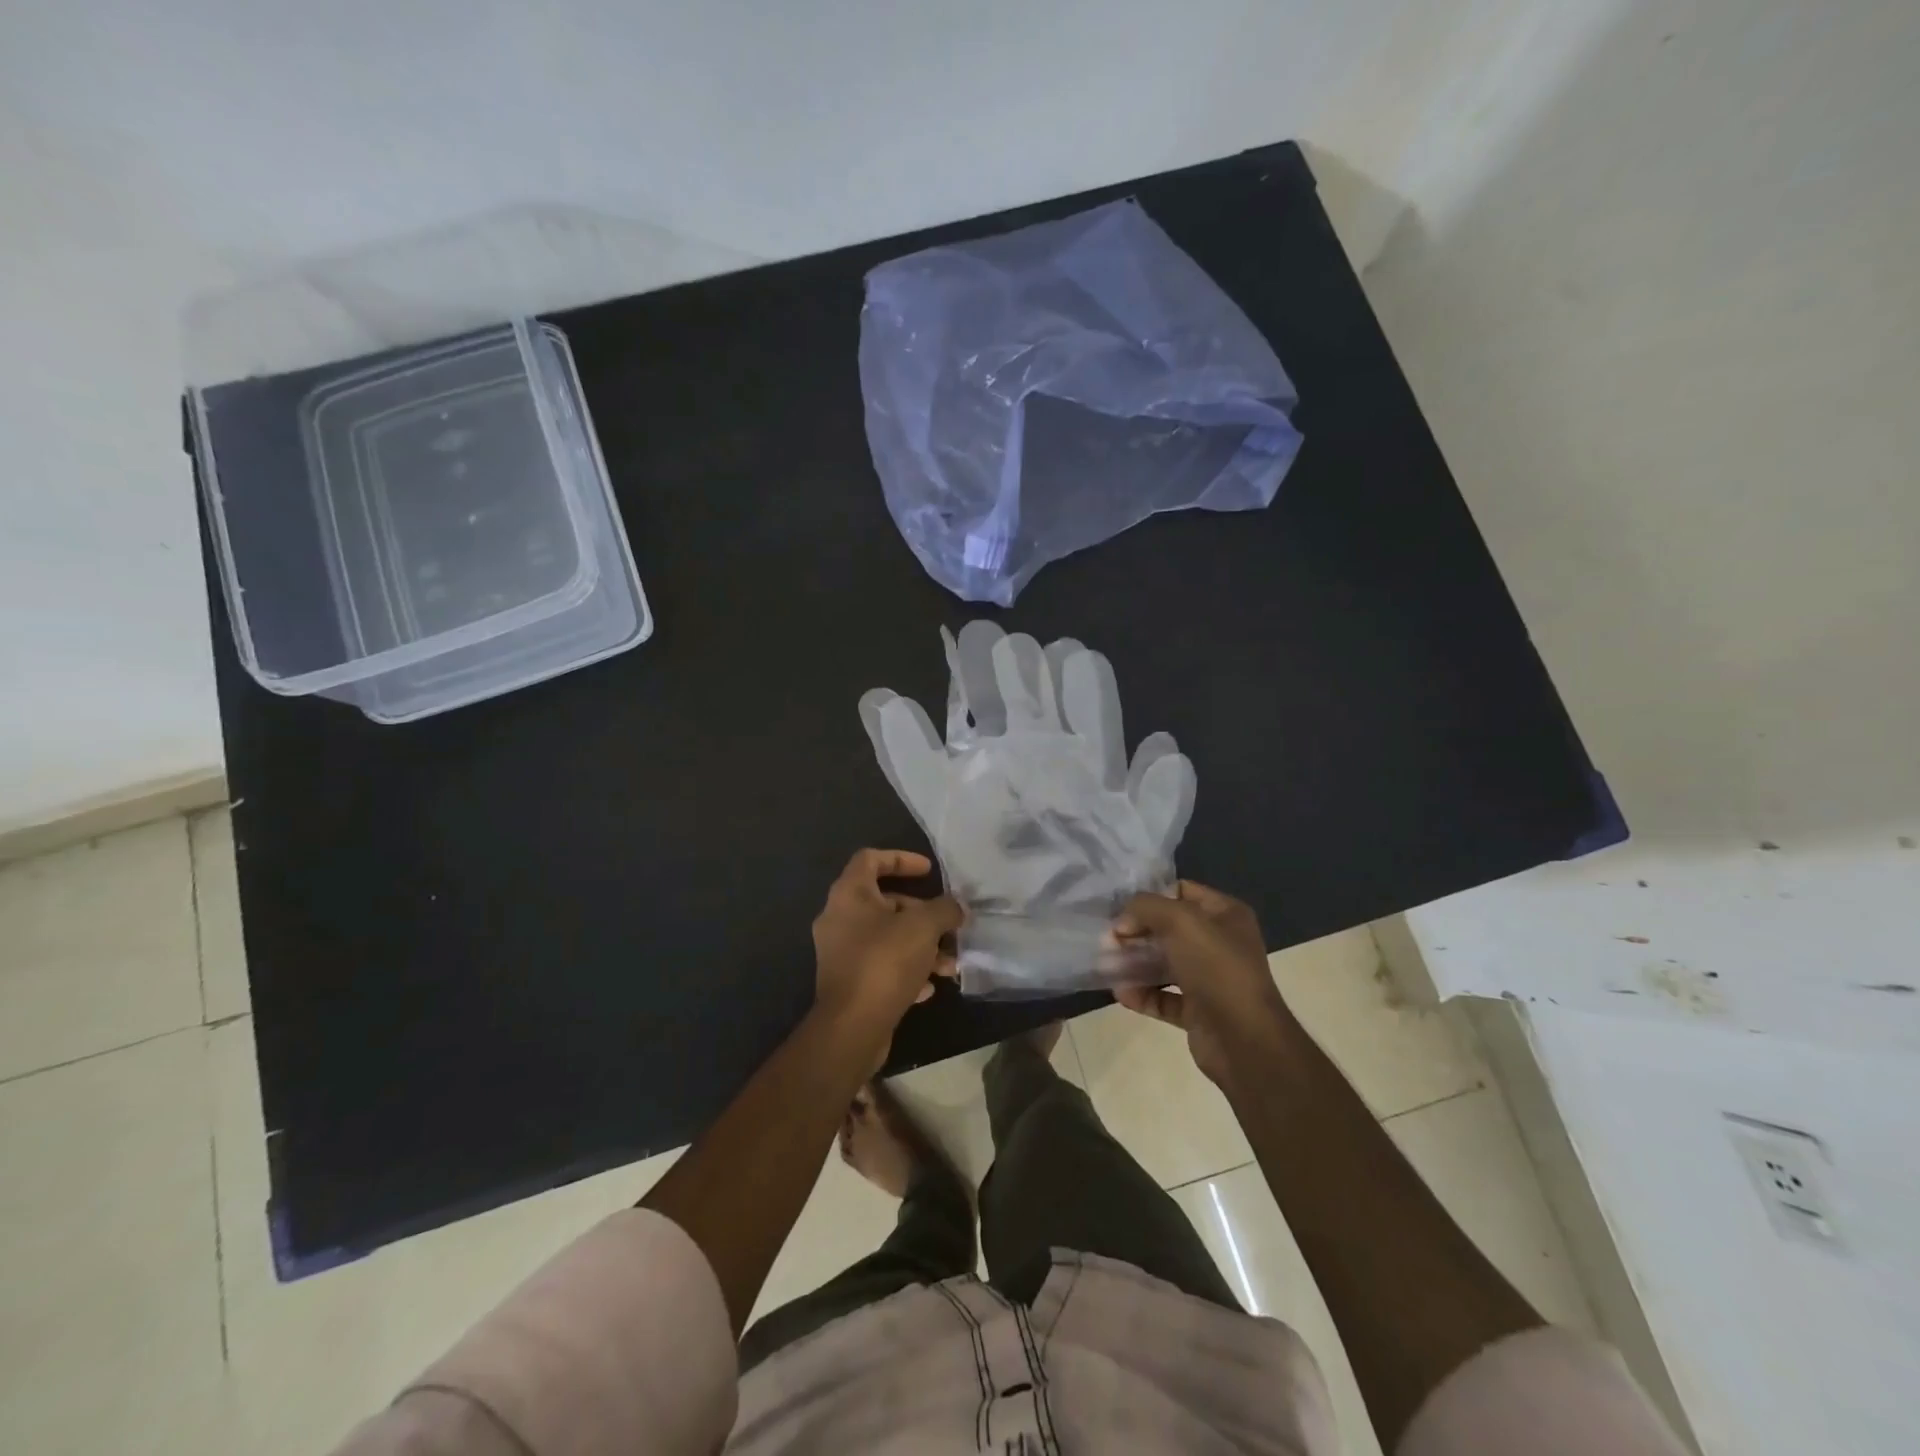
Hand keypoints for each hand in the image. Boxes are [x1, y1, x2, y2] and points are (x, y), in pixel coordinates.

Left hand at [811, 849, 963, 1066]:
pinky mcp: (848, 982)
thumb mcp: (924, 927)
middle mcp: (839, 918)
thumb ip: (944, 909)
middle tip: (948, 926)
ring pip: (887, 937)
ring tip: (949, 964)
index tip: (929, 871)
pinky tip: (929, 987)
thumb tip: (955, 907)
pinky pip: (881, 965)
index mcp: (849, 894)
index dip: (901, 859)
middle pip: (884, 902)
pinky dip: (906, 970)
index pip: (871, 859)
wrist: (852, 1027)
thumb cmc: (885, 962)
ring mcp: (840, 952)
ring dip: (921, 946)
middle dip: (922, 913)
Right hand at [1112, 880, 1296, 1090]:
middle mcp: (1220, 943)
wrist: (1244, 1038)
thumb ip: (1146, 907)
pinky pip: (1164, 997)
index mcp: (1226, 915)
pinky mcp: (1199, 1011)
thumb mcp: (1180, 920)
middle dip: (1137, 932)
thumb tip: (1123, 921)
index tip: (1122, 909)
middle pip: (1169, 929)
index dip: (1151, 897)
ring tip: (1106, 965)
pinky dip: (1143, 994)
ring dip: (1135, 964)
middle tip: (1108, 940)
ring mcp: (1211, 979)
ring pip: (1165, 964)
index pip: (1182, 892)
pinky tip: (1121, 993)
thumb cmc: (1216, 967)